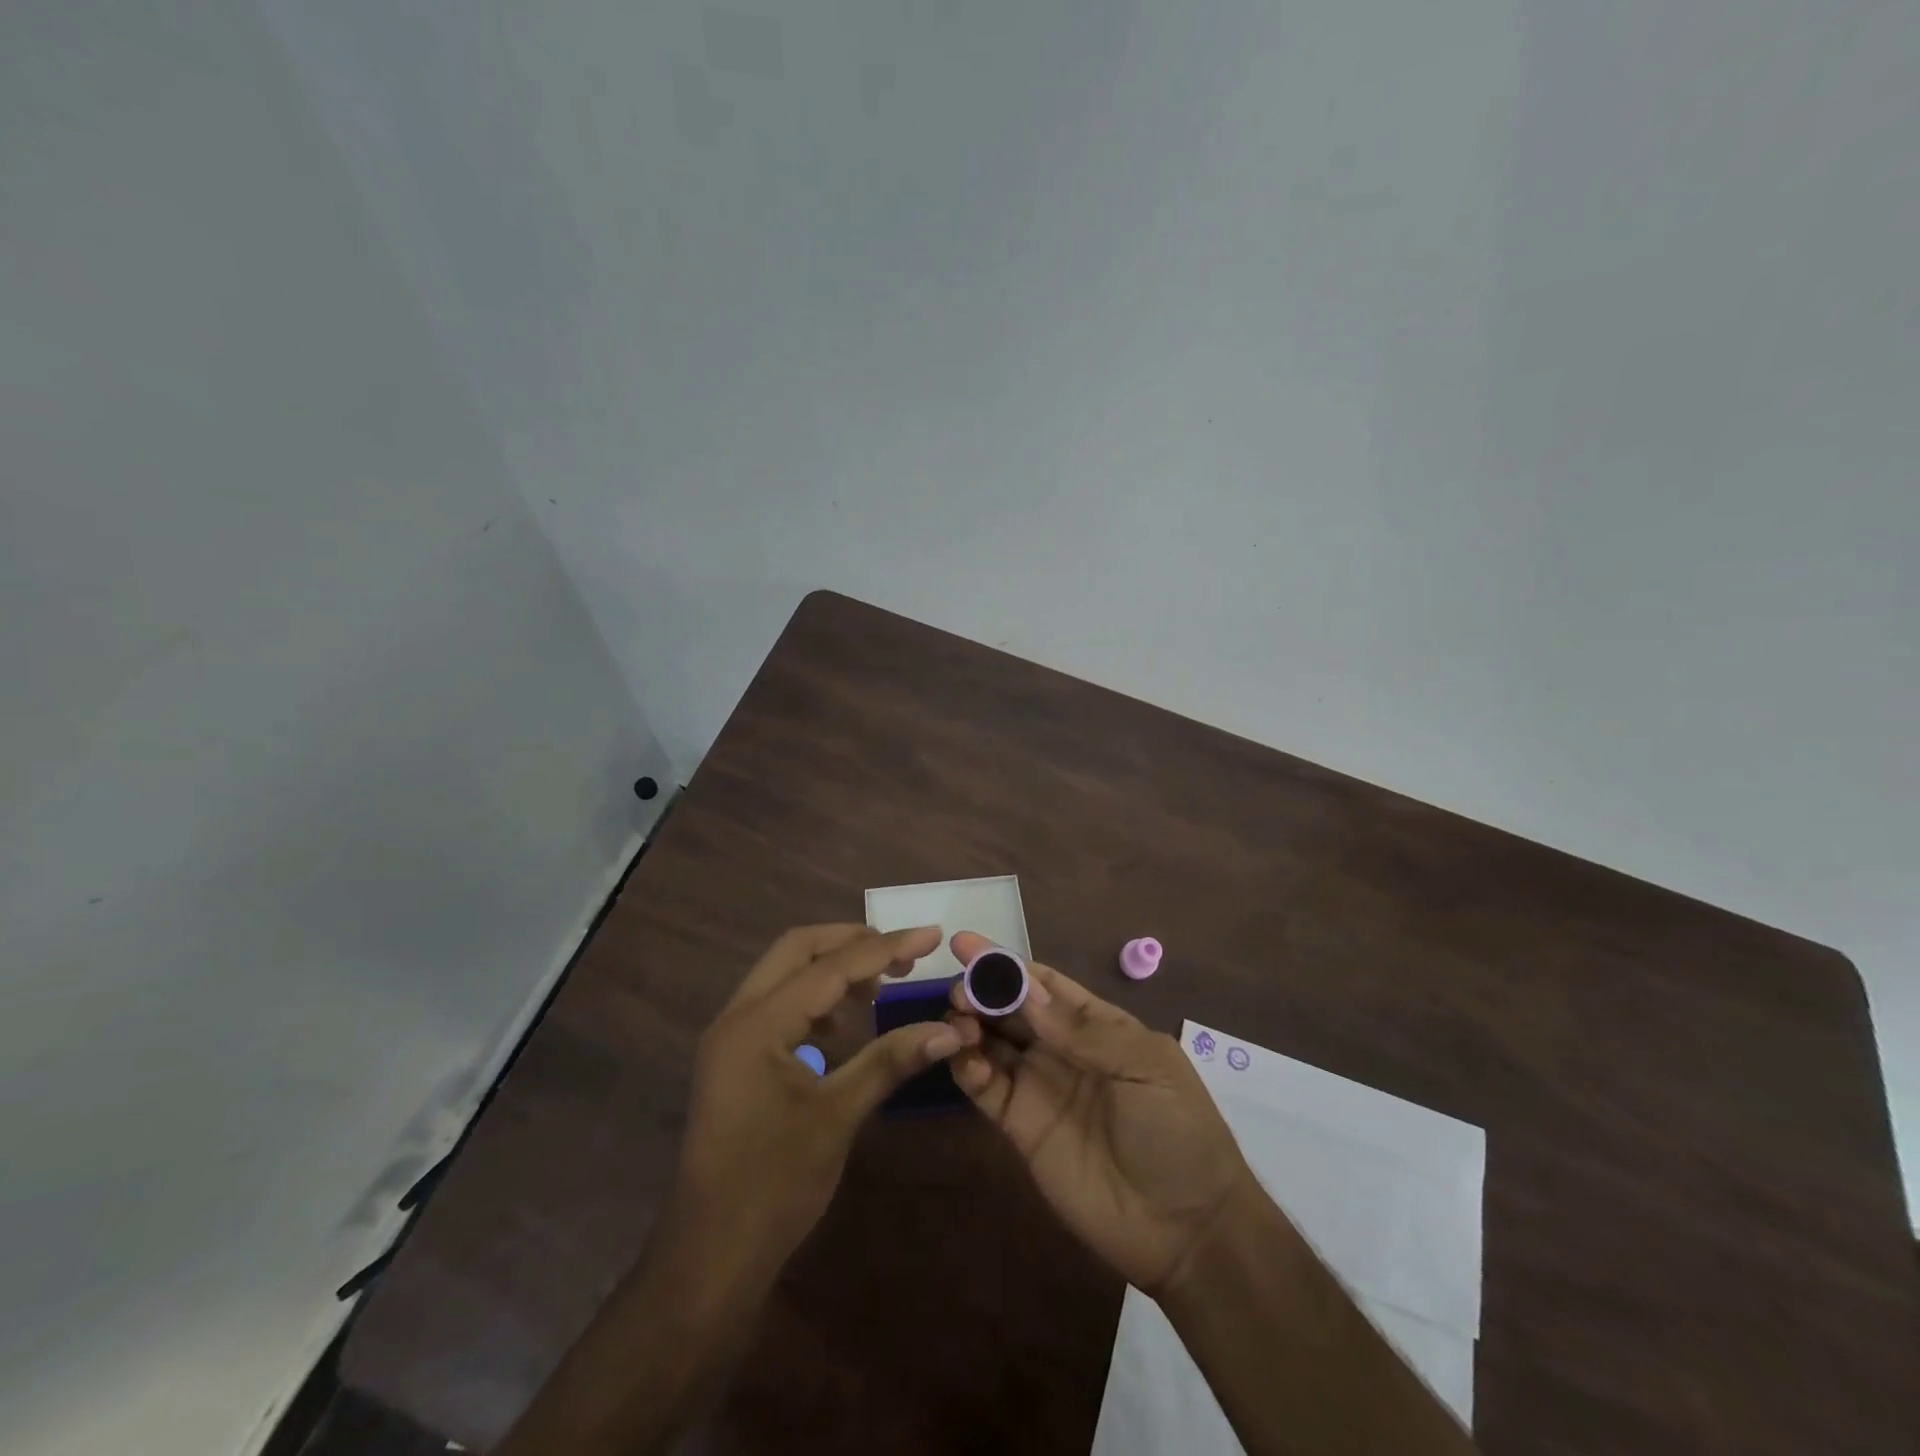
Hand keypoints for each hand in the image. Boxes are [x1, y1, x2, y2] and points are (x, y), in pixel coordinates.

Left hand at [670, 924, 961, 1294]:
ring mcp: (731, 1035)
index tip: (931, 935)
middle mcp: (737, 1015)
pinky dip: (815, 998)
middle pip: (798, 949)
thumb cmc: (773, 1187)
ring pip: (786, 973)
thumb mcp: (838, 1116)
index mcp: (757, 1023)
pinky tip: (845, 1026)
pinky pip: (778, 1003)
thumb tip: (949, 1030)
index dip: (885, 947)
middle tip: (903, 954)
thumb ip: (890, 1061)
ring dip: (833, 968)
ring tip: (881, 986)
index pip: (831, 967)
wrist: (710, 1257)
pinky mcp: (735, 1056)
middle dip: (853, 942)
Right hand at [945, 931, 1255, 1295]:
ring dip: (969, 1025)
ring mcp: (1039, 1087)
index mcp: (1096, 1025)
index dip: (1007, 964)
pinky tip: (960, 1058)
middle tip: (958, 988)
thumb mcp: (1145, 1065)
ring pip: (992, 1043)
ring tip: (955, 1020)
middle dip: (982, 991)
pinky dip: (968, 1069)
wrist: (1185, 1230)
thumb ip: (1083, 1030)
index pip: (1043, 984)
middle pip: (1011, 1009)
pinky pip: (987, 1089)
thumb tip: (1024, 988)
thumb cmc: (1177, 1131)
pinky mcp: (1020, 1127)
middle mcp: (1062, 1049)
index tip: (966, 944)